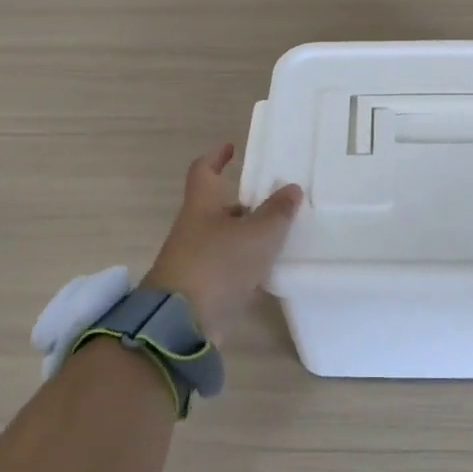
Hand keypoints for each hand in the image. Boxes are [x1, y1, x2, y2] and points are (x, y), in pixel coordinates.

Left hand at [141, 143, 301, 344]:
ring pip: (225, 239)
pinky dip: (246, 266)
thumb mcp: (257, 234)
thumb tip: (292, 188)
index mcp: (202, 205)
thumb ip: (277, 212)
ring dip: (247, 236)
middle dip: (244, 203)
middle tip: (274, 200)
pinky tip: (268, 271)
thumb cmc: (217, 264)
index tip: (231, 147)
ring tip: (280, 235)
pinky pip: (227, 268)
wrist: (180, 324)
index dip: (217, 156)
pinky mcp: (200, 289)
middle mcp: (194, 228)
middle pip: (218, 207)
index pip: (204, 170)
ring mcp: (194, 260)